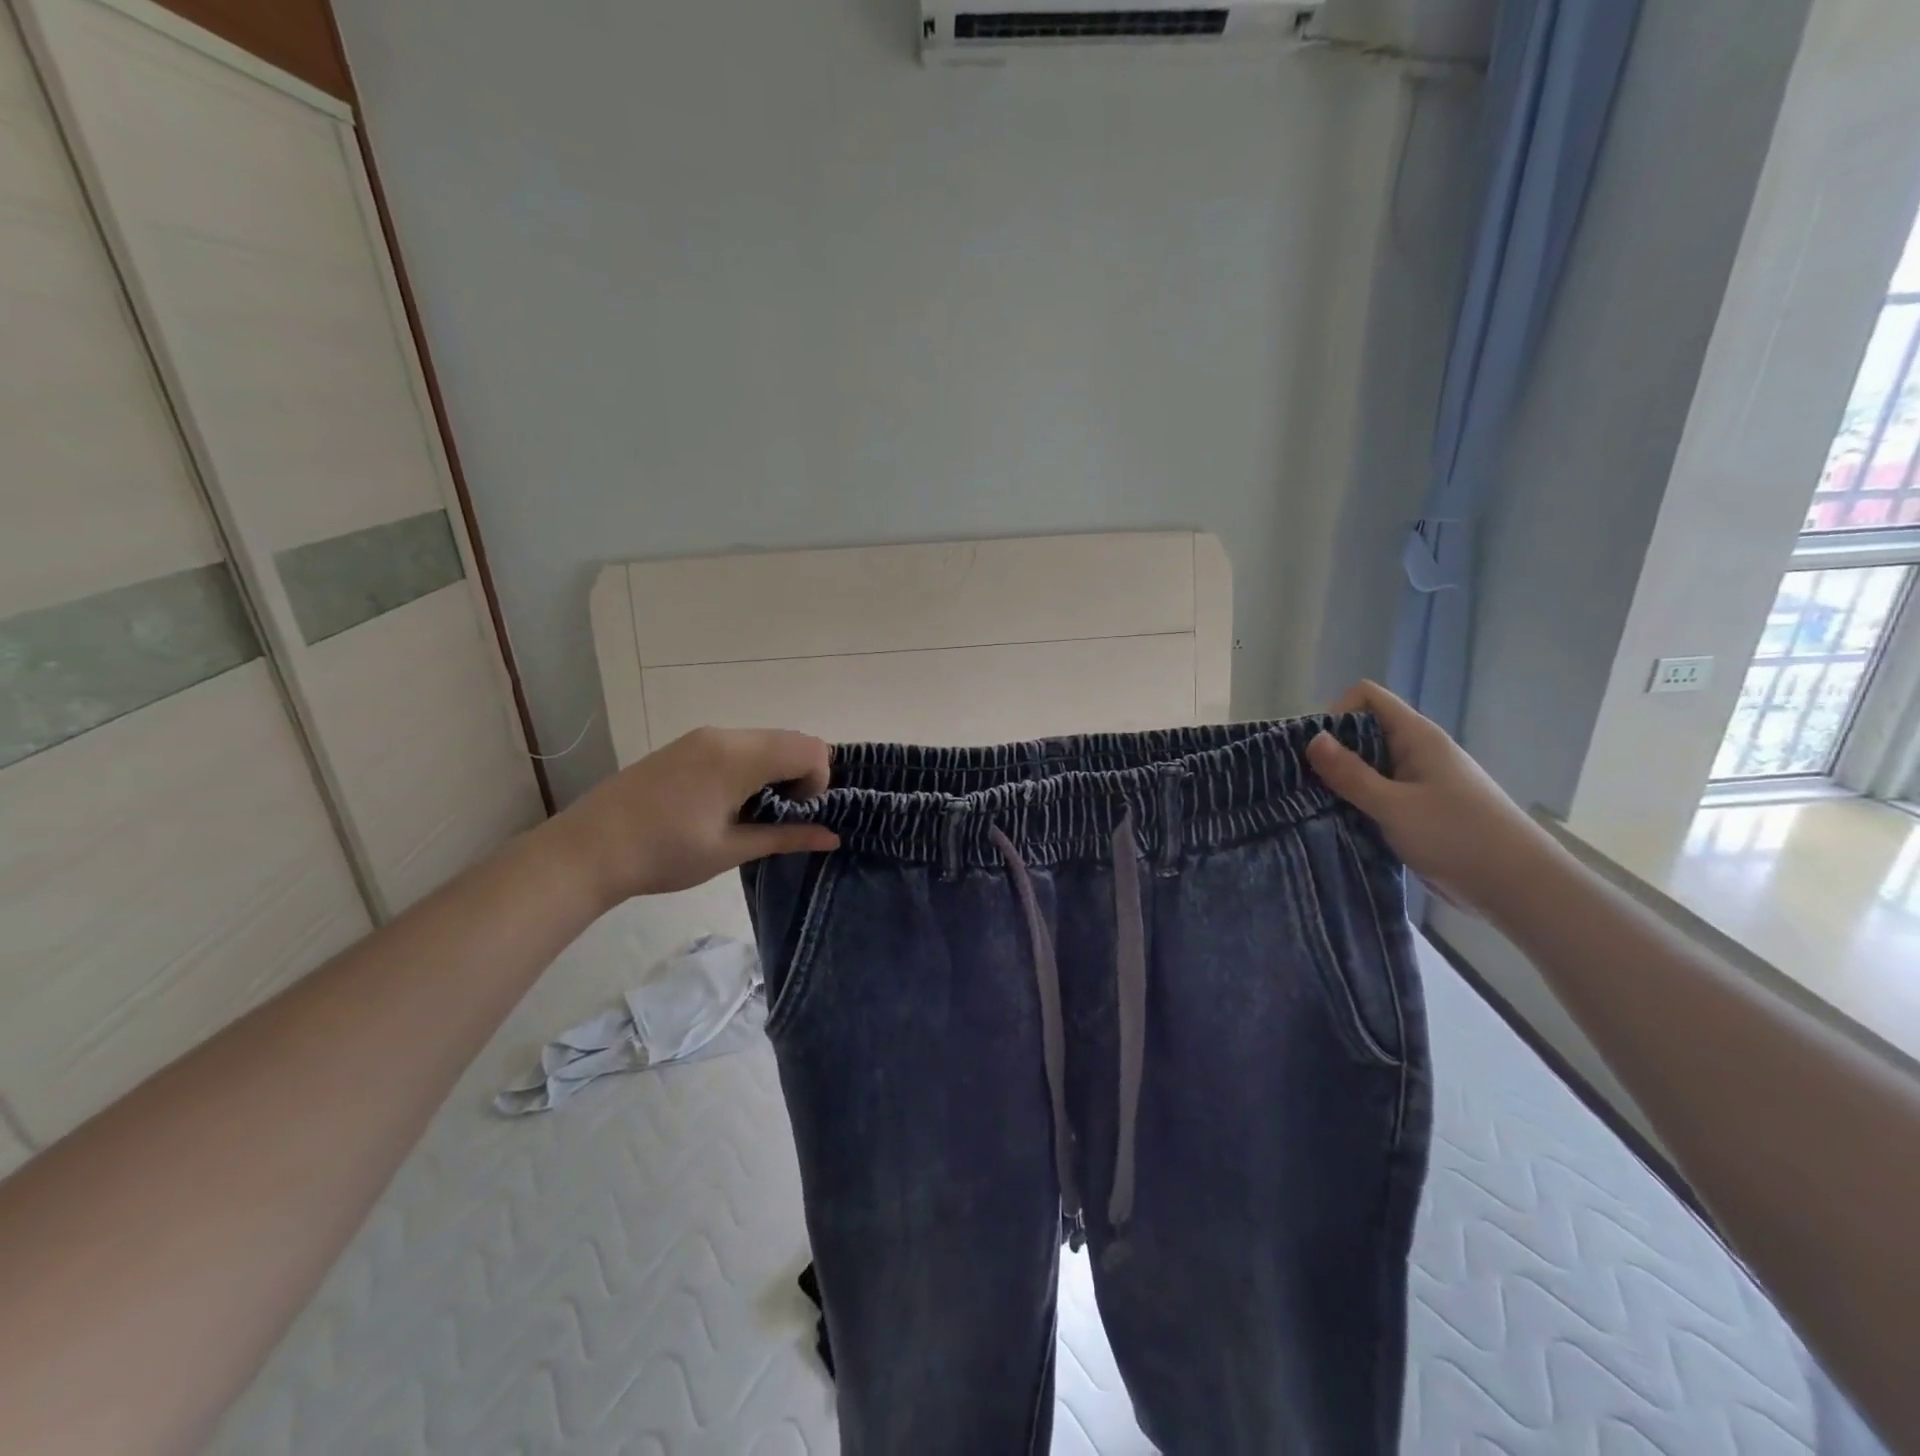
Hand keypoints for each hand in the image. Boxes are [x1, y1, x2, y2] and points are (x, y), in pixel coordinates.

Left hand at [551, 728, 840, 905]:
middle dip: (799, 775)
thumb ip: (786, 837)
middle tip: (778, 816)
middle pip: (790, 740)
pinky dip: (751, 767)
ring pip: (765, 741)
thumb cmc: (664, 854)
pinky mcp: (685, 745)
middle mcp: (724, 735)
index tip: (795, 815)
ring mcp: (701, 737)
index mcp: (739, 756)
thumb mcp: (731, 850)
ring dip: (775, 771)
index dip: (817, 782)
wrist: (587, 850)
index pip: (810, 749)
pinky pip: (738, 745)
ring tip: (749, 813)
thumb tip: (833, 836)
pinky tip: (724, 802)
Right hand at [1305, 681, 1551, 915]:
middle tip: (1303, 780)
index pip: (1366, 697)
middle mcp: (1416, 752)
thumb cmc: (1458, 837)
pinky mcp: (1416, 810)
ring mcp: (1417, 782)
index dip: (1335, 713)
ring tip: (1313, 804)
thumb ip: (1350, 774)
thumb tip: (1312, 739)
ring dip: (1340, 781)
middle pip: (1361, 731)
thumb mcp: (1394, 805)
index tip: (1315, 750)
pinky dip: (1355, 802)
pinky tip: (1337, 822)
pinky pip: (1376, 794)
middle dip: (1330, 751)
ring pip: (1367, 766)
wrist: (1518, 887)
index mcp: (1416, 737)